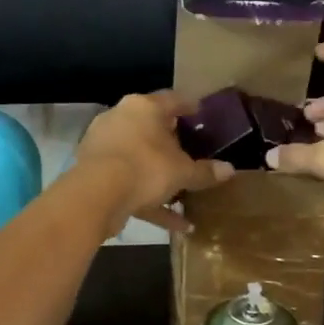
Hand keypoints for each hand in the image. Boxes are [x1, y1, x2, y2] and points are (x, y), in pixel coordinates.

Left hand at [74, 92, 233, 233]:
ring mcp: (104, 145)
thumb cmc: (146, 168)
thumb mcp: (183, 172)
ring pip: (138, 157)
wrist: (96, 195)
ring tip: (183, 194)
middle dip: (170, 142)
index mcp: (143, 108)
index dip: (189, 106)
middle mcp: (121, 119)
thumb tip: (230, 170)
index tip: (200, 113)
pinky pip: (128, 182)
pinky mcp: (94, 172)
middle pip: (150, 127)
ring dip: (159, 176)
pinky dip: (149, 200)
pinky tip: (175, 224)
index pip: (172, 100)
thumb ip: (205, 171)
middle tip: (190, 151)